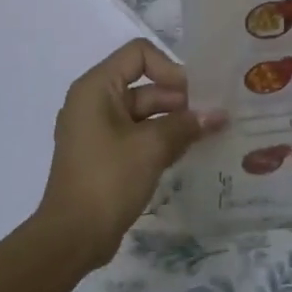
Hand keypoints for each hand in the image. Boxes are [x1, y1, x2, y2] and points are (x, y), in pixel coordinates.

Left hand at [33, 39, 226, 269]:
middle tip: (213, 117)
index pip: (139, 54)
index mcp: (97, 88)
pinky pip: (138, 135)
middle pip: (145, 84)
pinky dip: (162, 139)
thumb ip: (186, 125)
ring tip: (209, 134)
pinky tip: (189, 151)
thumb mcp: (151, 147)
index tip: (193, 96)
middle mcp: (95, 101)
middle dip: (180, 99)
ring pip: (145, 112)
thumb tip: (218, 114)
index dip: (169, 68)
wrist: (72, 237)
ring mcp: (98, 129)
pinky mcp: (105, 154)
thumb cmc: (108, 180)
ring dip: (175, 121)